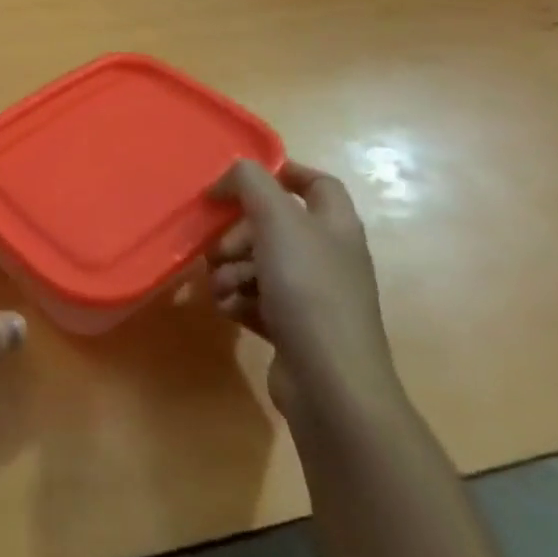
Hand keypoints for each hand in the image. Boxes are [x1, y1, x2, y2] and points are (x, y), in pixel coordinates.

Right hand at [204, 159, 404, 432]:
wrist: (330, 382)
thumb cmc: (308, 290)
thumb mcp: (276, 220)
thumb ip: (250, 182)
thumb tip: (231, 173)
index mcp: (335, 225)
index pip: (316, 183)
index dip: (282, 173)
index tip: (239, 181)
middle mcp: (327, 256)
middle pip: (273, 225)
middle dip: (238, 233)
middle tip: (222, 247)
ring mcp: (312, 295)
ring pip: (257, 263)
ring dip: (231, 270)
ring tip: (225, 286)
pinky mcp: (293, 327)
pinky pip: (254, 298)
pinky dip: (237, 299)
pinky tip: (231, 309)